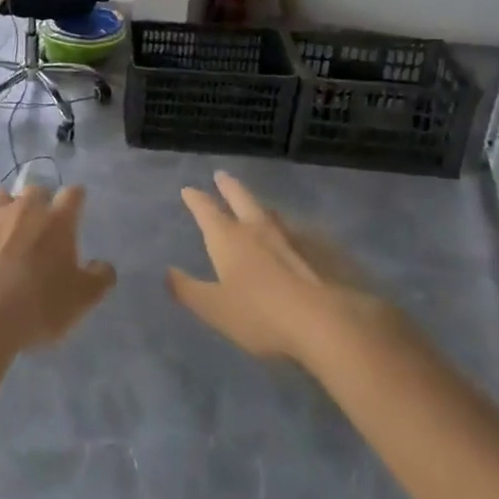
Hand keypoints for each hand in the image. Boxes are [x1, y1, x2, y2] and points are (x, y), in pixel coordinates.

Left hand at [0, 186, 113, 349]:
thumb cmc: (39, 305)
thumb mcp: (82, 299)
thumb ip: (99, 278)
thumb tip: (103, 265)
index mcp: (57, 220)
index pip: (73, 194)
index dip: (75, 198)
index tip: (75, 206)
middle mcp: (24, 207)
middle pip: (35, 190)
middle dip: (38, 202)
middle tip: (38, 227)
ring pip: (0, 196)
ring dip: (5, 209)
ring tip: (3, 231)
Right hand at [168, 171, 384, 367]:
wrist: (330, 323)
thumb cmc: (262, 315)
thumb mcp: (214, 309)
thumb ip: (188, 290)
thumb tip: (168, 272)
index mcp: (228, 238)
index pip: (206, 210)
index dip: (195, 199)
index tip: (188, 189)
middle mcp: (258, 229)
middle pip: (241, 199)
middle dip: (228, 186)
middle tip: (221, 175)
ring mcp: (294, 237)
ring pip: (273, 214)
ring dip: (261, 207)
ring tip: (259, 207)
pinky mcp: (324, 252)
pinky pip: (303, 234)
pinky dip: (294, 233)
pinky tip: (300, 241)